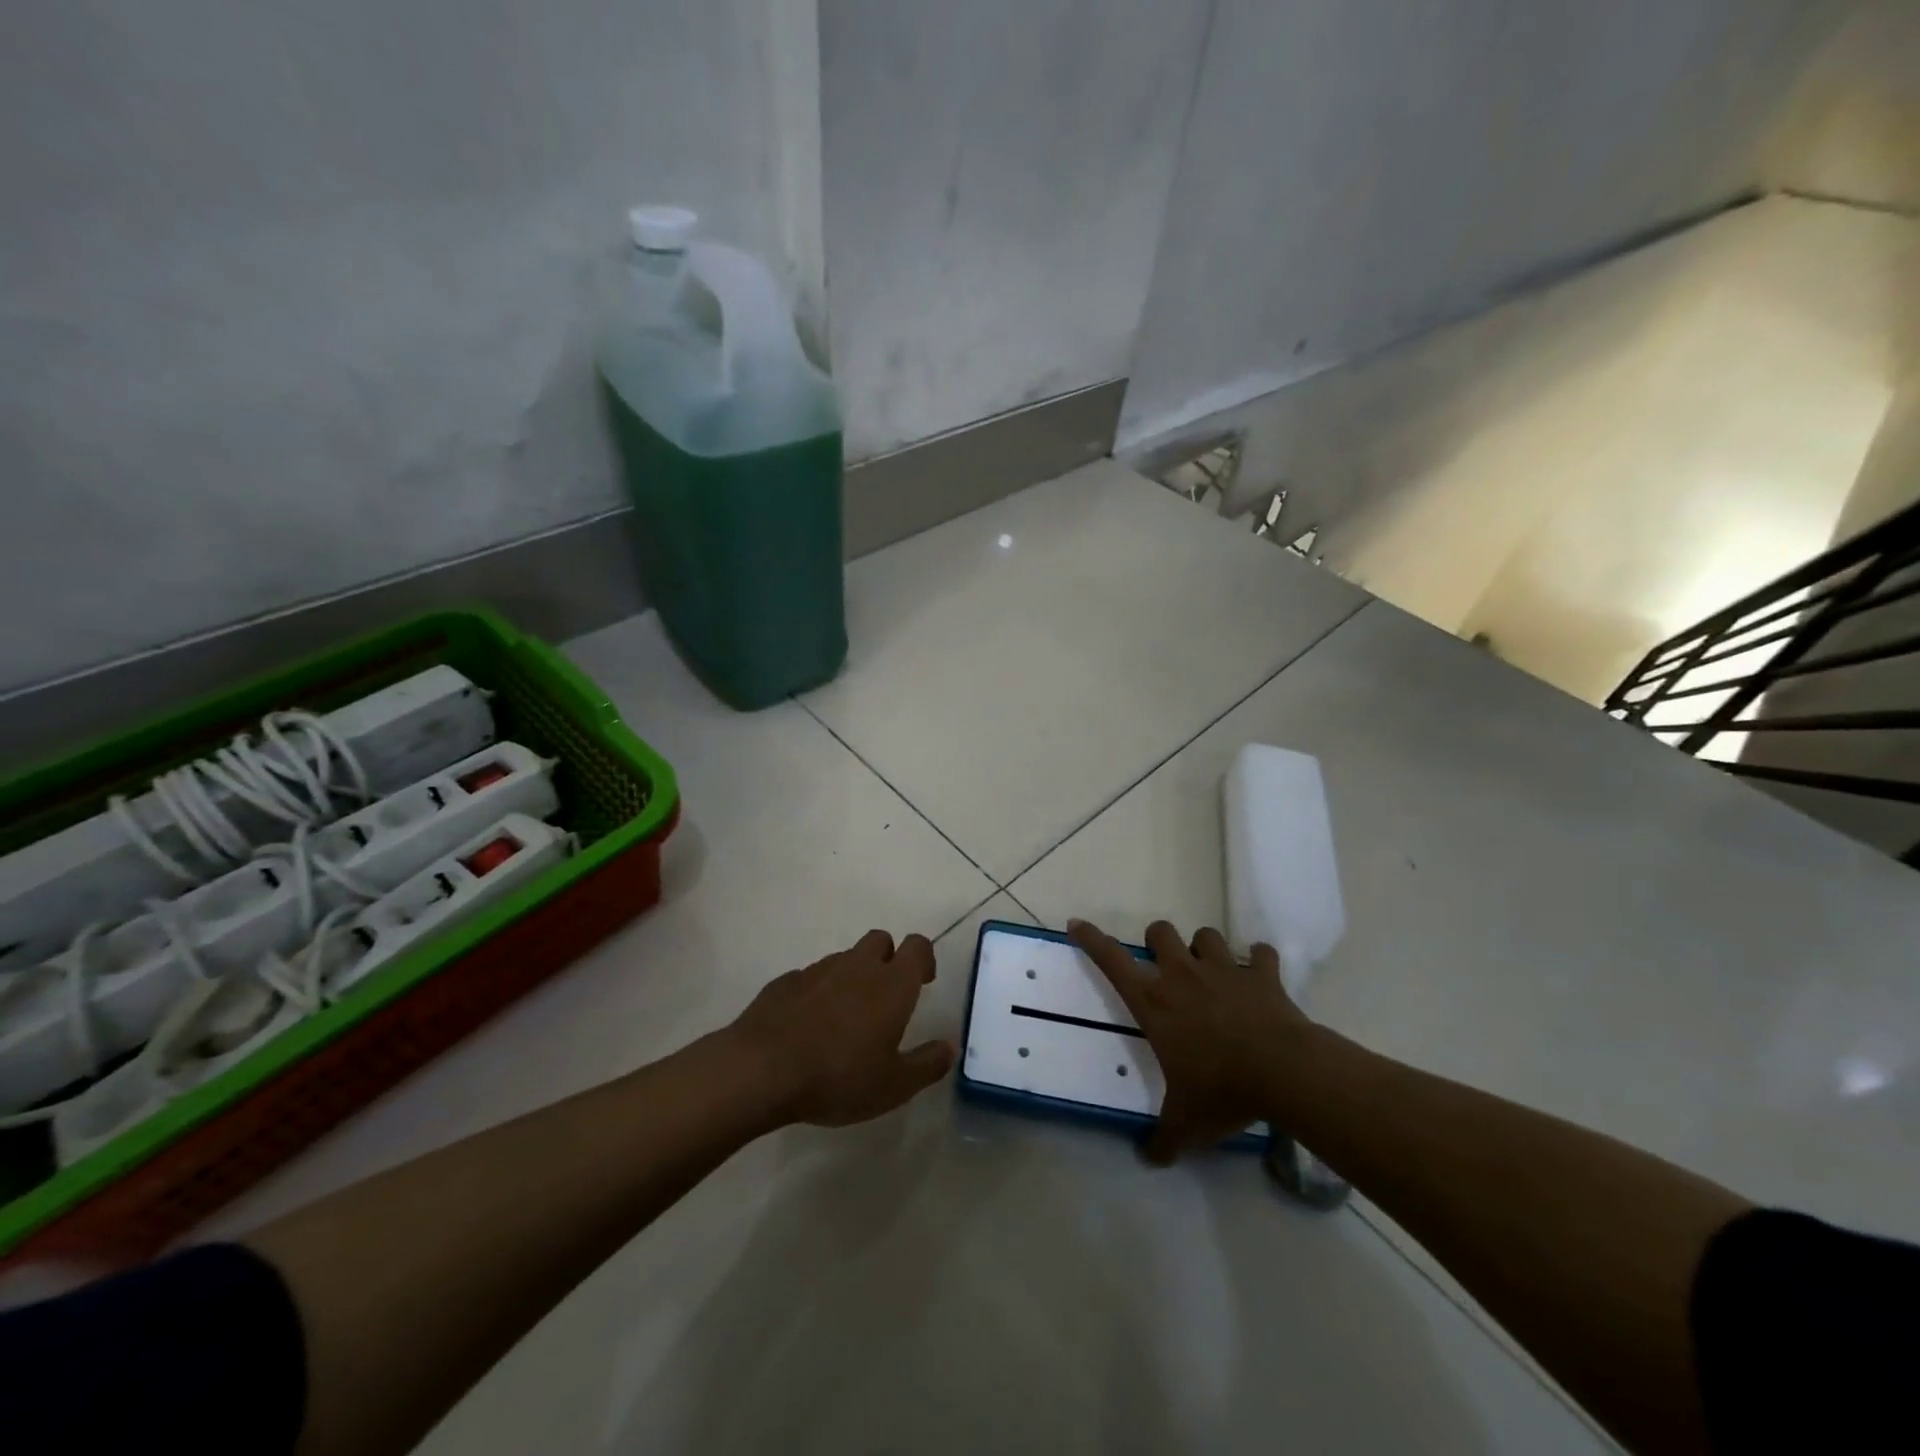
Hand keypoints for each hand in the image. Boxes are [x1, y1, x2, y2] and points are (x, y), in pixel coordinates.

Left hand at [731, 929, 954, 1127]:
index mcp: (891, 984)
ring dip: (853, 976)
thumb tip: (950, 1046)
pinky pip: (812, 977)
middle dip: (888, 958)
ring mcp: (818, 970)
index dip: (924, 958)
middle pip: (880, 940)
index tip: (923, 982)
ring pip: (845, 958)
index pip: (917, 946)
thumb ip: (927, 1064)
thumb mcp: (894, 1086)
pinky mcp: (786, 981)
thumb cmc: (839, 1077)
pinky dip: (818, 992)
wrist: (761, 1070)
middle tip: (886, 997)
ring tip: (846, 1019)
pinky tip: (810, 1026)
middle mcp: (858, 966)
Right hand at [1068, 918, 1314, 1163]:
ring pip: (1207, 935)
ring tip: (1212, 970)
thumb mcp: (1186, 1123)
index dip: (1091, 939)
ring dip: (1206, 948)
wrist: (1284, 1072)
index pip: (1111, 959)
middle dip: (1158, 940)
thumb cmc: (1222, 1090)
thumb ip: (1163, 1139)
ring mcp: (1224, 969)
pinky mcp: (1262, 975)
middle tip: (1166, 964)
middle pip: (1160, 932)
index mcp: (1155, 1002)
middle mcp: (1183, 975)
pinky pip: (1260, 953)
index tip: (1077, 924)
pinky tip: (1260, 976)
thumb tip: (1148, 1159)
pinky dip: (1260, 961)